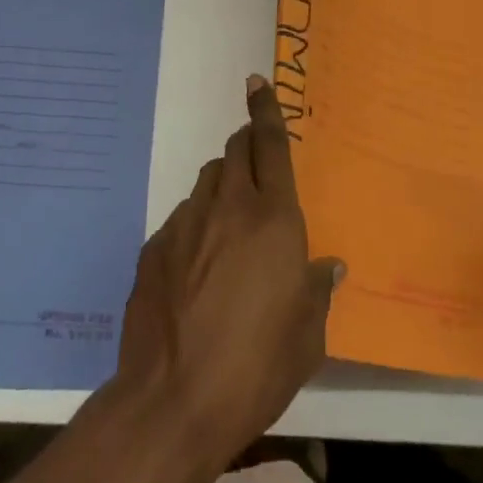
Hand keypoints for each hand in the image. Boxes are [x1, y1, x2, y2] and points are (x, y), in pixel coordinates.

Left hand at [115, 75, 343, 462]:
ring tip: (230, 227)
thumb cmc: (257, 368)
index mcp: (273, 219)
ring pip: (207, 181)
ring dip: (222, 187)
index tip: (256, 82)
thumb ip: (317, 289)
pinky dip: (197, 225)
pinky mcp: (155, 247)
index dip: (265, 109)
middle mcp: (228, 207)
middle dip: (246, 147)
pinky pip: (183, 218)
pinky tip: (197, 269)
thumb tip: (327, 265)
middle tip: (255, 164)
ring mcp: (186, 223)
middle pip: (234, 152)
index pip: (270, 145)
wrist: (173, 401)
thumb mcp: (307, 336)